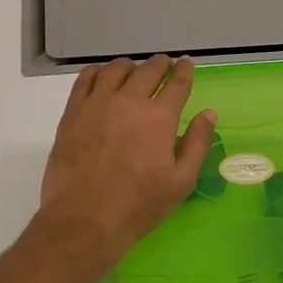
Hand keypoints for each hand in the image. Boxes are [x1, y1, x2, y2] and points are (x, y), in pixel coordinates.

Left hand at [39, 55, 217, 261]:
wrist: (85, 218)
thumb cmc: (138, 205)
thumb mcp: (180, 181)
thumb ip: (197, 143)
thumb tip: (209, 113)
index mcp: (159, 117)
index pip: (177, 84)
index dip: (184, 71)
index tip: (186, 64)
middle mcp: (129, 101)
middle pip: (148, 71)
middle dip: (160, 65)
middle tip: (164, 64)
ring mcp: (97, 103)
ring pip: (116, 70)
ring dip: (130, 66)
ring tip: (133, 69)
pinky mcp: (73, 112)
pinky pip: (85, 80)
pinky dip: (97, 72)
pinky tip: (101, 76)